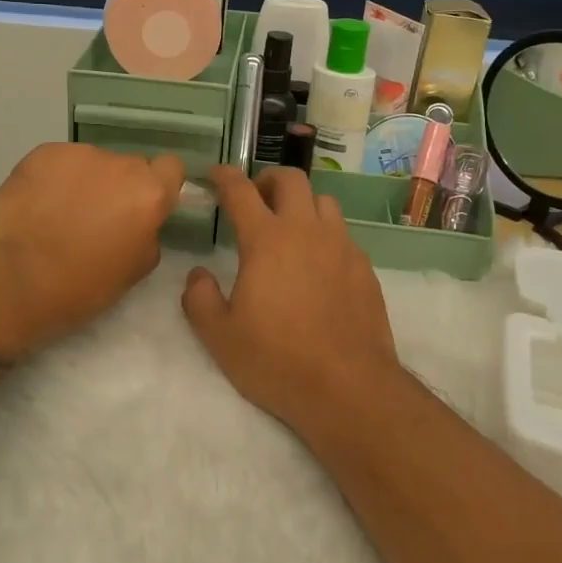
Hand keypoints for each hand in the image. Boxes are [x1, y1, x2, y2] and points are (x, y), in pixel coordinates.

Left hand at [0, 142, 184, 351]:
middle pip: (129, 167)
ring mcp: (78, 154)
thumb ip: (147, 235)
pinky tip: (37, 205)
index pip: (171, 168)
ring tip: (59, 214)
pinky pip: (60, 162)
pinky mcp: (42, 153)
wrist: (13, 280)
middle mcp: (119, 165)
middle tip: (97, 218)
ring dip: (85, 182)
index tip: (142, 207)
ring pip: (92, 163)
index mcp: (148, 194)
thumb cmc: (80, 287)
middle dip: (119, 187)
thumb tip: (140, 223)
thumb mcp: (134, 271)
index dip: (159, 186)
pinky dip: (54, 179)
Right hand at [181, 166, 400, 434]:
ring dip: (301, 204)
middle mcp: (307, 232)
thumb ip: (199, 299)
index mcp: (267, 240)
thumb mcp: (220, 336)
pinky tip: (317, 266)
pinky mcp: (364, 268)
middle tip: (255, 199)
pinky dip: (325, 235)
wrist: (348, 388)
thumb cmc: (277, 359)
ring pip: (323, 202)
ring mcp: (341, 247)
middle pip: (291, 180)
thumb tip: (198, 276)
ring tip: (289, 230)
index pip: (241, 191)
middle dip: (268, 180)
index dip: (224, 177)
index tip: (214, 174)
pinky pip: (343, 234)